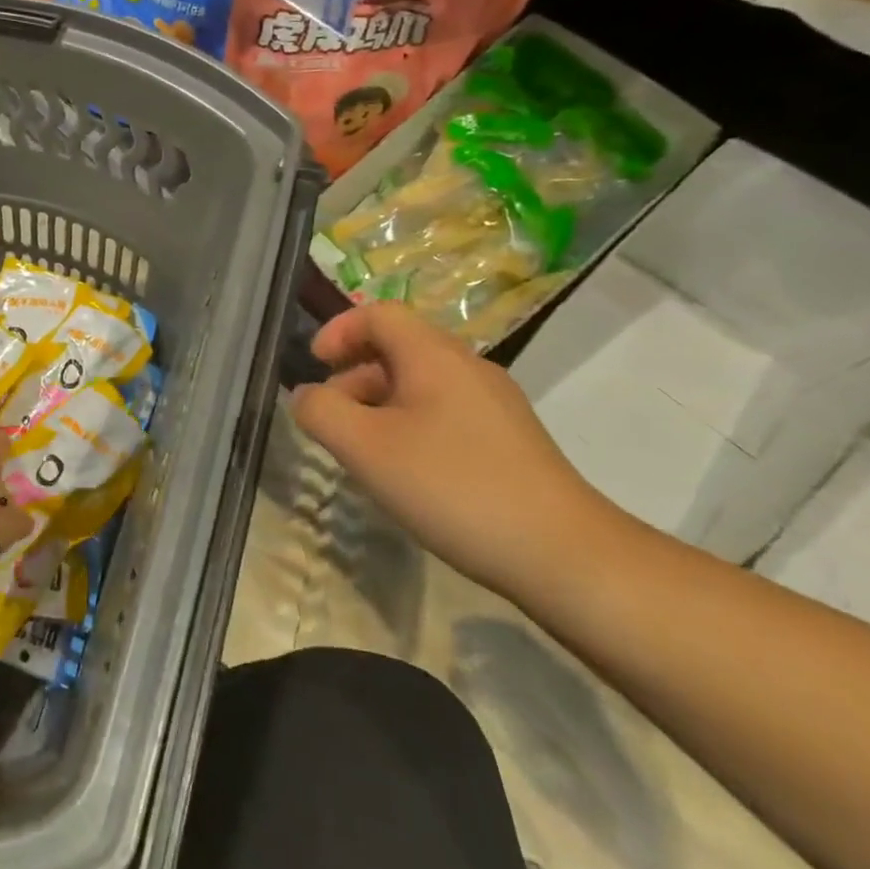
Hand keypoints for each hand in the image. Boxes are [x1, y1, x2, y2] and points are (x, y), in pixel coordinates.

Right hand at [289, 302, 615, 600]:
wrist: (563, 554)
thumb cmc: (452, 488)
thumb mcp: (365, 448)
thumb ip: (321, 412)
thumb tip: (305, 395)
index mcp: (434, 355)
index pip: (378, 314)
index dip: (338, 330)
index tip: (314, 365)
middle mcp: (468, 367)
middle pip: (398, 348)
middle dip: (353, 376)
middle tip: (332, 420)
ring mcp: (495, 404)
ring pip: (421, 384)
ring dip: (379, 404)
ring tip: (364, 453)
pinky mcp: (509, 440)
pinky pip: (444, 413)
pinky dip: (410, 426)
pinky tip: (407, 474)